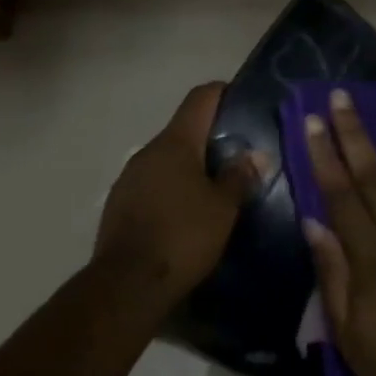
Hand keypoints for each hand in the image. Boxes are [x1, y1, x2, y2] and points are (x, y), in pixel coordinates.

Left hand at [95, 82, 262, 301]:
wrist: (127, 284)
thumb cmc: (183, 237)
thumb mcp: (223, 208)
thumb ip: (239, 176)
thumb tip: (255, 154)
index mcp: (176, 143)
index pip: (200, 98)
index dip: (222, 92)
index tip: (242, 99)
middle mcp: (148, 151)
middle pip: (184, 130)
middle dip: (211, 137)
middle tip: (239, 153)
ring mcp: (130, 176)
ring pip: (168, 159)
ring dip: (191, 166)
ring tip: (217, 186)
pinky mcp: (120, 203)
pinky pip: (153, 183)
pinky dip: (173, 188)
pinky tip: (188, 212)